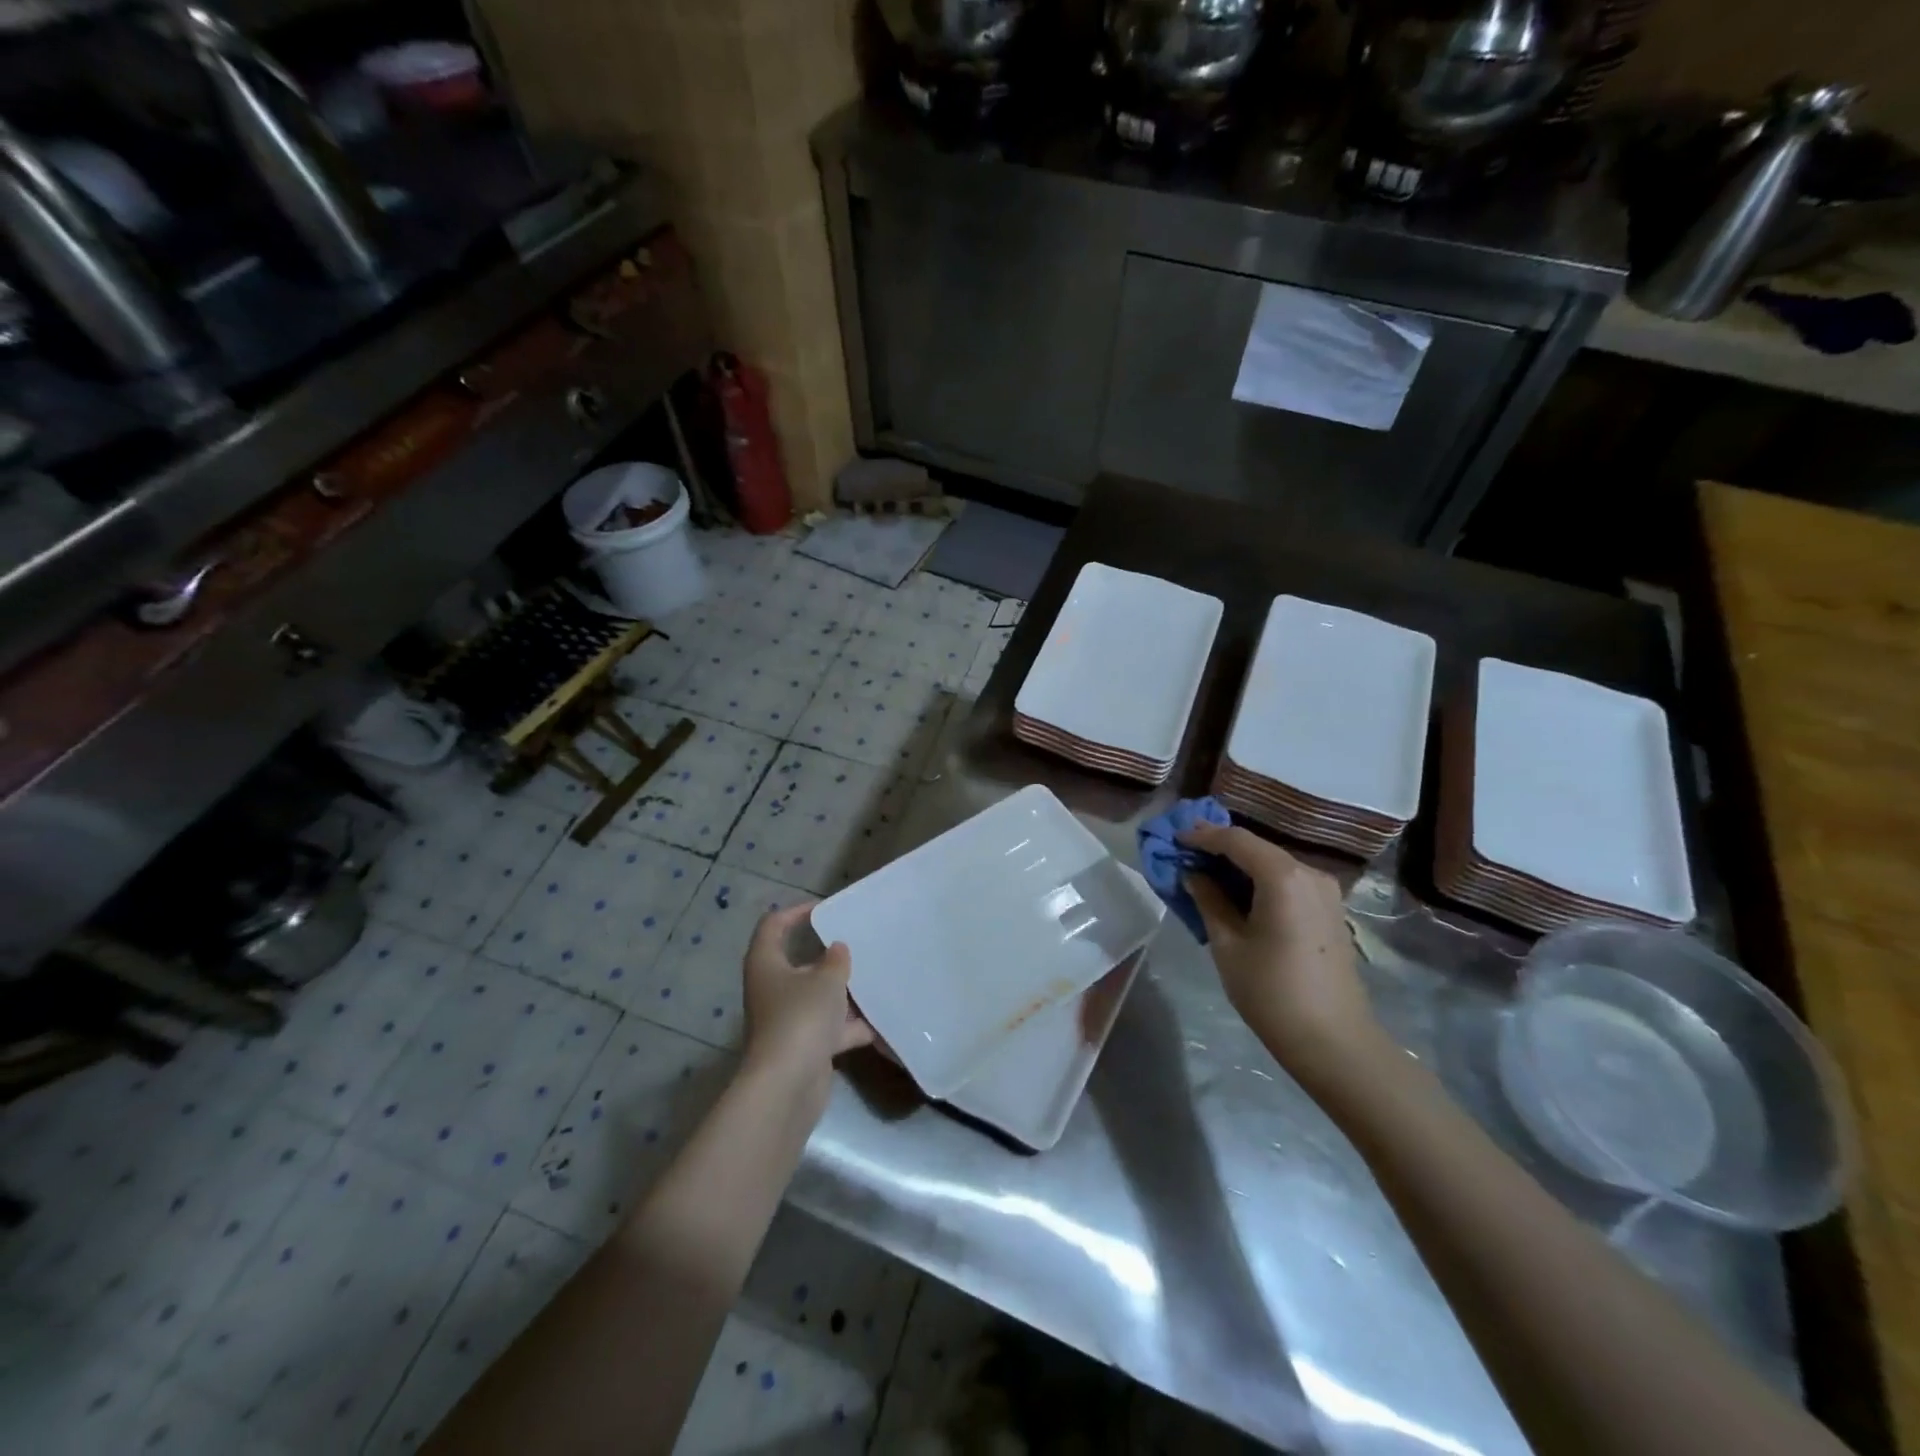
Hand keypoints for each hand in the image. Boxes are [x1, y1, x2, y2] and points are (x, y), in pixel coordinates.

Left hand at [740, 903, 872, 1106]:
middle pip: (799, 964)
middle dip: (828, 956)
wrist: (788, 1085)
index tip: (825, 909)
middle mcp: (772, 989)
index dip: (795, 912)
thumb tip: (837, 949)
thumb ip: (835, 960)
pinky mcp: (803, 1047)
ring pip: (817, 997)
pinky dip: (851, 1027)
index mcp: (767, 964)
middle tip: (857, 944)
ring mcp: (787, 1020)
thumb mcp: (826, 980)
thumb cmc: (801, 1018)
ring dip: (843, 993)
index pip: (773, 926)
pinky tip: (880, 1022)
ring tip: (874, 978)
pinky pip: (830, 1028)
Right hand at [1179, 823, 1383, 1086]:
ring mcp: (1325, 891)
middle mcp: (1309, 873)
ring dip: (1239, 864)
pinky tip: (1237, 892)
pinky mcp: (1329, 910)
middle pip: (1257, 847)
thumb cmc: (1272, 992)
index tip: (1173, 838)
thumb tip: (1194, 874)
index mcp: (1283, 877)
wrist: (1335, 1042)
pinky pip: (1287, 881)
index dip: (1202, 835)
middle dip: (1219, 847)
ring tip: (1204, 871)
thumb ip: (1208, 900)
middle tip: (1185, 852)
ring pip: (1273, 863)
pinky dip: (1259, 879)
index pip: (1236, 840)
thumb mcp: (1228, 945)